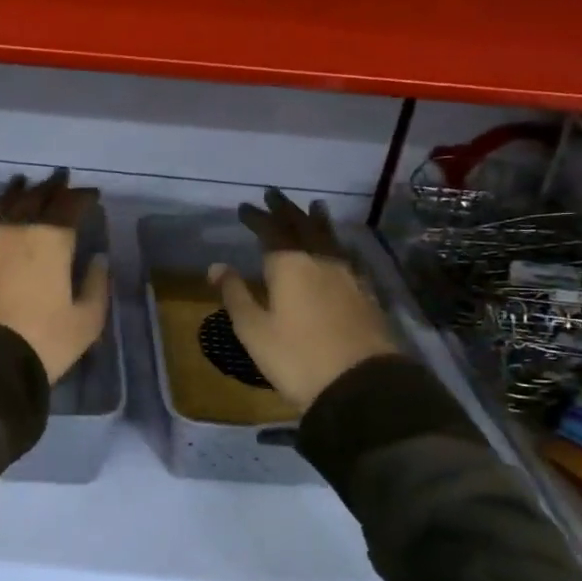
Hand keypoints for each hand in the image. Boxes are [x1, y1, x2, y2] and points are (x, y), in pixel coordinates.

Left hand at [0, 170, 111, 384]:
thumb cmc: (42, 341)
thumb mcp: (85, 321)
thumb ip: (96, 285)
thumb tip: (98, 259)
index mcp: (52, 239)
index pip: (70, 206)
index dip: (83, 197)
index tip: (92, 195)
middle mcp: (17, 228)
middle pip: (36, 197)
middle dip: (52, 187)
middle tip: (60, 179)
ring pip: (2, 202)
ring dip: (16, 191)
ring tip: (22, 183)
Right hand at [209, 189, 395, 412]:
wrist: (361, 385)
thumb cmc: (297, 358)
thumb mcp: (254, 330)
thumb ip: (235, 294)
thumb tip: (216, 266)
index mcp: (289, 265)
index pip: (270, 230)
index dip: (257, 217)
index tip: (244, 207)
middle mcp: (320, 260)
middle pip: (302, 226)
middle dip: (286, 210)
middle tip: (274, 195)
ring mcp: (348, 275)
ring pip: (330, 237)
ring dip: (316, 220)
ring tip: (313, 207)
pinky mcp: (366, 293)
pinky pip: (346, 255)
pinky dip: (335, 243)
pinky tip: (338, 248)